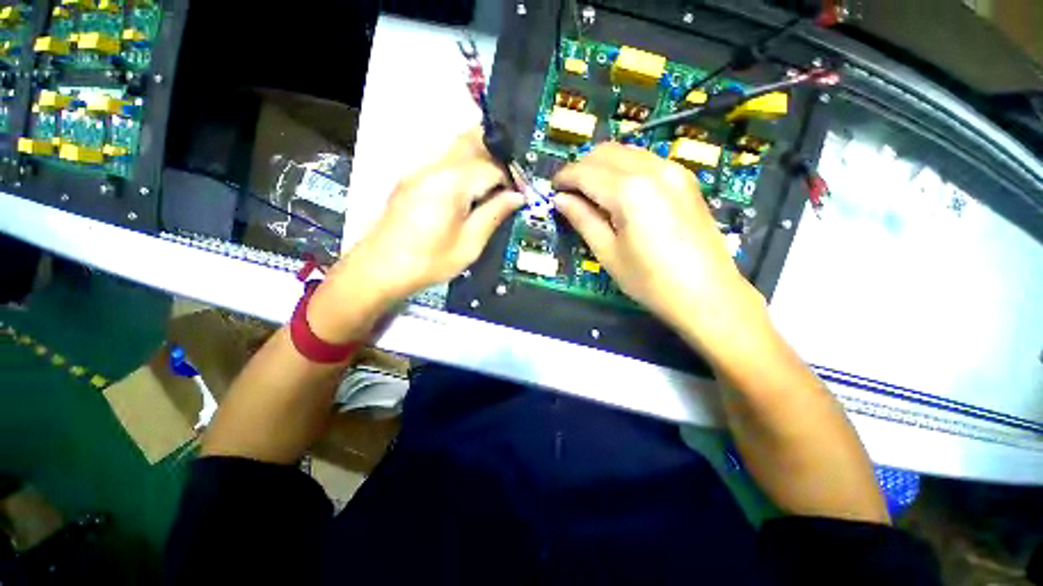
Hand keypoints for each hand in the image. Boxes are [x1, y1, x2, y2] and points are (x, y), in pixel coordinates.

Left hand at [315, 128, 522, 337]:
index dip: (512, 177)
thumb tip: (517, 196)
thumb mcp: (469, 244)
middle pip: (472, 140)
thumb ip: (494, 214)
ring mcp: (419, 169)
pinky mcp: (412, 177)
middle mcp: (434, 166)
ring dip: (481, 157)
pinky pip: (445, 160)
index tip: (521, 194)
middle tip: (511, 180)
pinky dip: (464, 166)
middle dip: (497, 154)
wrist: (380, 268)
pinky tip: (471, 189)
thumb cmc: (429, 261)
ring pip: (457, 147)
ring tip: (495, 184)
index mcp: (451, 183)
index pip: (491, 165)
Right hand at [552, 143, 762, 345]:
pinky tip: (620, 192)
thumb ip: (583, 220)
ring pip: (627, 151)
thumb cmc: (651, 281)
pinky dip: (625, 169)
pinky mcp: (685, 179)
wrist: (708, 294)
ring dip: (603, 166)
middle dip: (582, 167)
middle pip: (606, 151)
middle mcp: (652, 169)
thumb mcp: (608, 253)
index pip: (586, 171)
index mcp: (629, 191)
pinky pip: (646, 160)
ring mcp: (674, 170)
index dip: (564, 177)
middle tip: (570, 192)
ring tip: (592, 193)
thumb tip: (561, 200)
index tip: (553, 189)